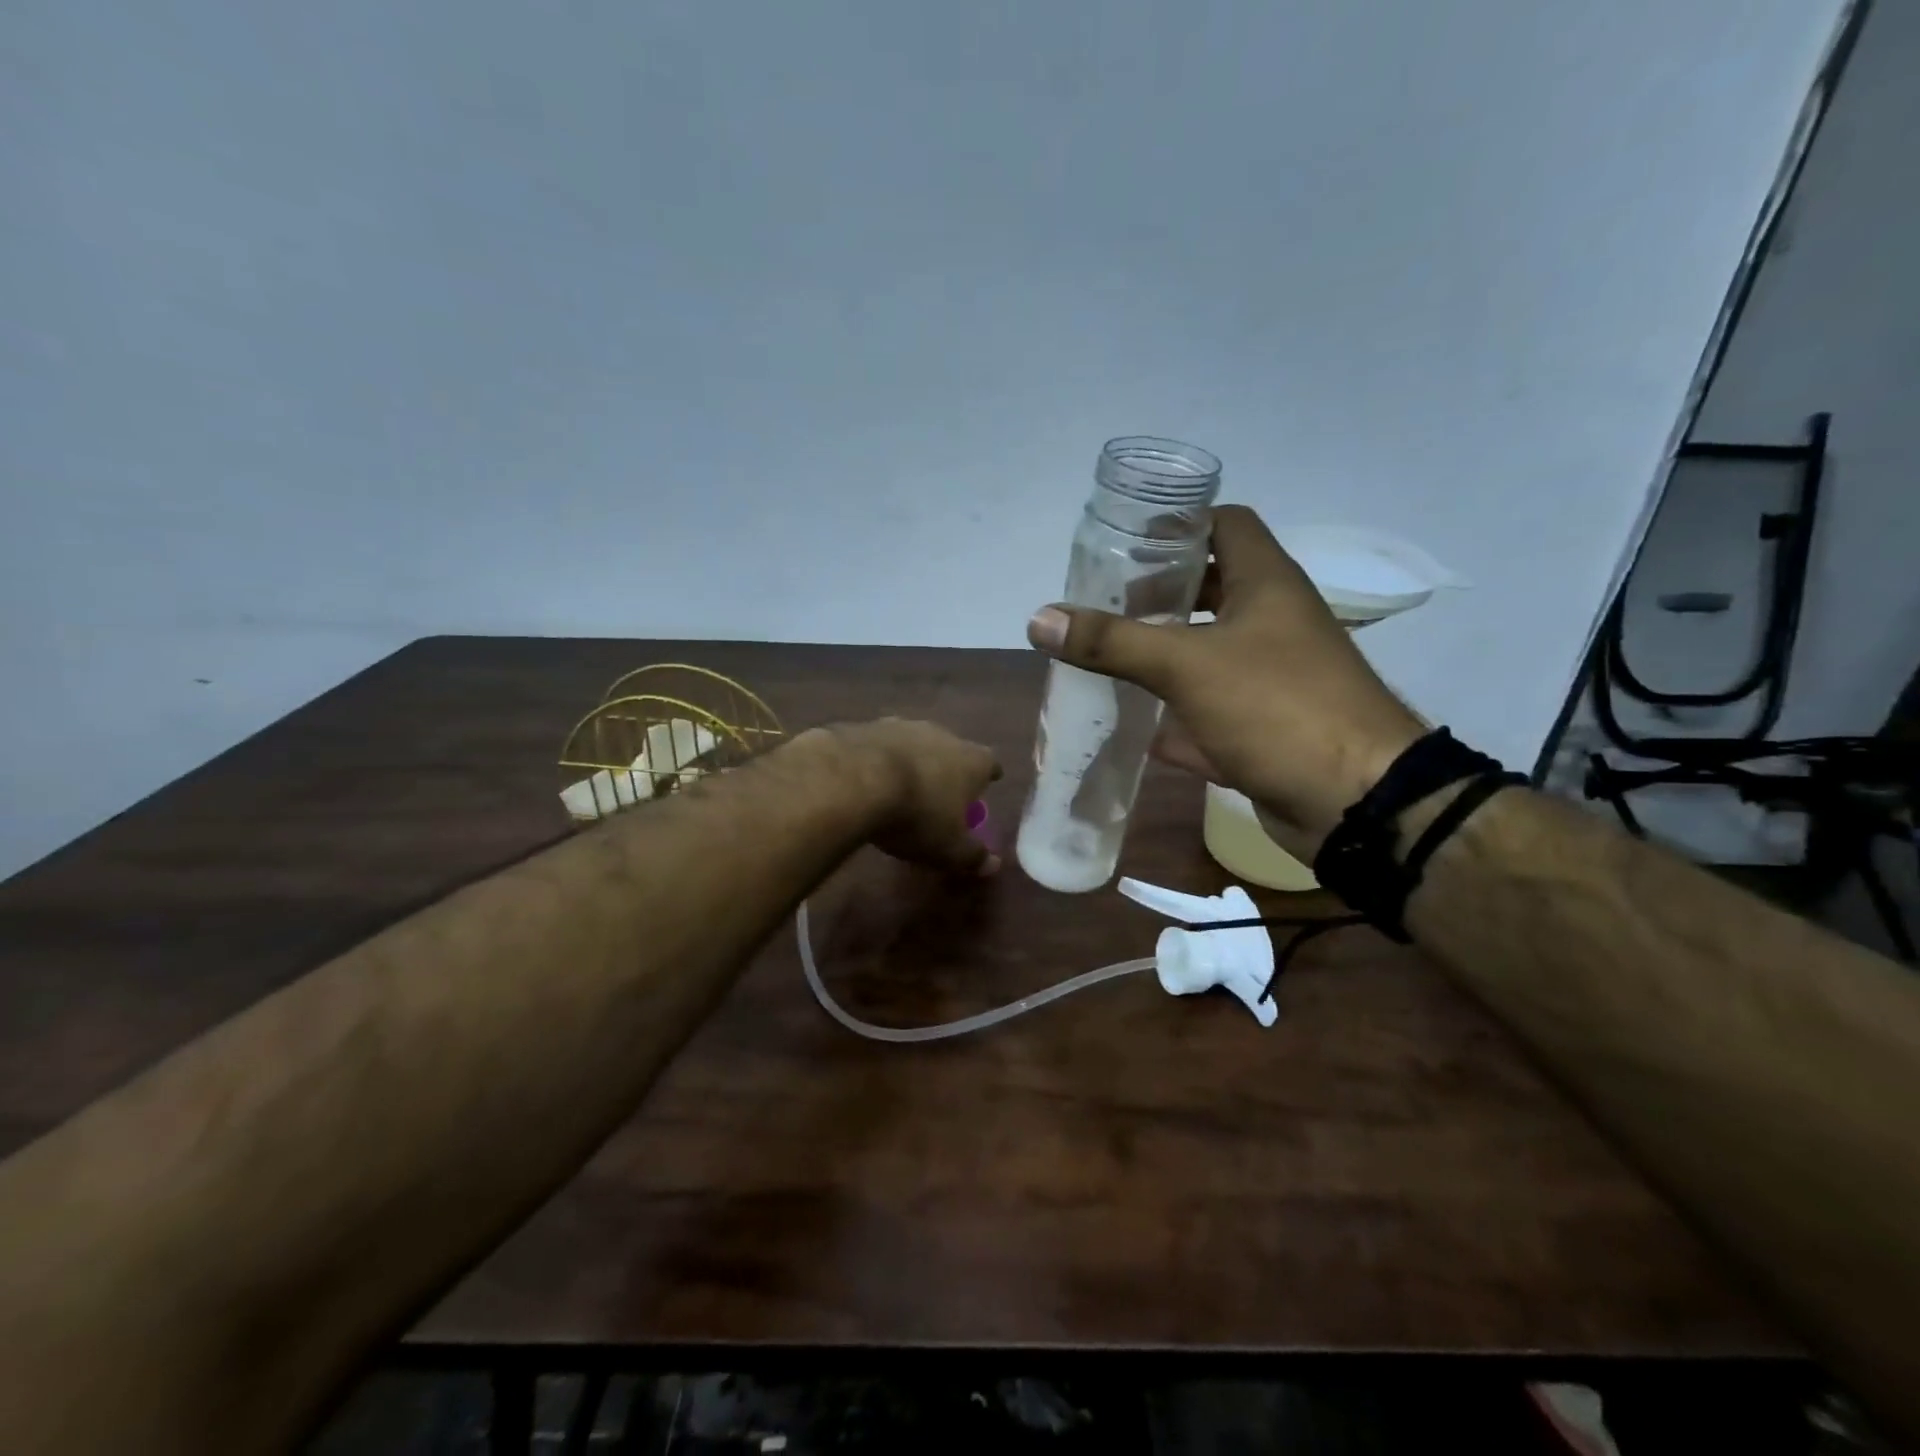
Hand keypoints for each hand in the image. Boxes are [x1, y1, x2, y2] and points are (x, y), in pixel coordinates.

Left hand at [801, 718, 1002, 875]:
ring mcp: (903, 725)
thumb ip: (973, 856)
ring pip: (915, 743)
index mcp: (971, 760)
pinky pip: (880, 744)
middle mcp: (942, 734)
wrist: (855, 780)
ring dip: (911, 761)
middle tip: (940, 792)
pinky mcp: (867, 725)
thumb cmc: (917, 816)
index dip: (988, 776)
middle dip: (948, 768)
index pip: (990, 764)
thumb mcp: (949, 848)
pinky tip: (866, 778)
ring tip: (900, 786)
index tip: (986, 785)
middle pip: (952, 749)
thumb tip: (993, 864)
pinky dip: (878, 759)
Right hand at [1025, 505, 1423, 855]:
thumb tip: (1038, 618)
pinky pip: (1211, 709)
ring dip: (1162, 655)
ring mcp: (1272, 677)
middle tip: (1101, 604)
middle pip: (1211, 589)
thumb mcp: (1186, 665)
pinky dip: (1175, 715)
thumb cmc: (1277, 708)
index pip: (1225, 524)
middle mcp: (1273, 622)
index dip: (1178, 524)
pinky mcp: (1265, 727)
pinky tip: (1132, 724)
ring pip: (1208, 652)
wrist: (1357, 803)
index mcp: (1266, 584)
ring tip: (1104, 657)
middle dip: (1157, 596)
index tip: (1126, 543)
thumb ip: (1111, 642)